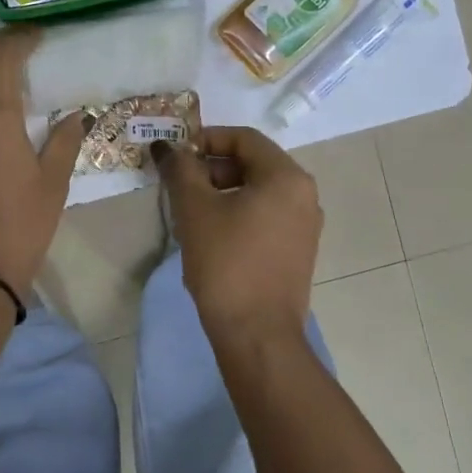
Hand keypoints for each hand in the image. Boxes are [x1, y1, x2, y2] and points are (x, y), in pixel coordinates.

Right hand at [153, 126, 322, 338]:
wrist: (257, 334)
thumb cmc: (226, 263)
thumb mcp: (195, 209)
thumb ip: (180, 169)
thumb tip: (166, 147)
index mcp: (287, 177)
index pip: (244, 138)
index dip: (205, 139)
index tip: (176, 156)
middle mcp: (304, 195)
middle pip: (252, 163)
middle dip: (211, 168)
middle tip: (179, 186)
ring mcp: (304, 225)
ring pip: (257, 191)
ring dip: (221, 192)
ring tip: (190, 213)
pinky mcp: (297, 251)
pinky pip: (265, 216)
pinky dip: (237, 214)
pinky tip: (211, 236)